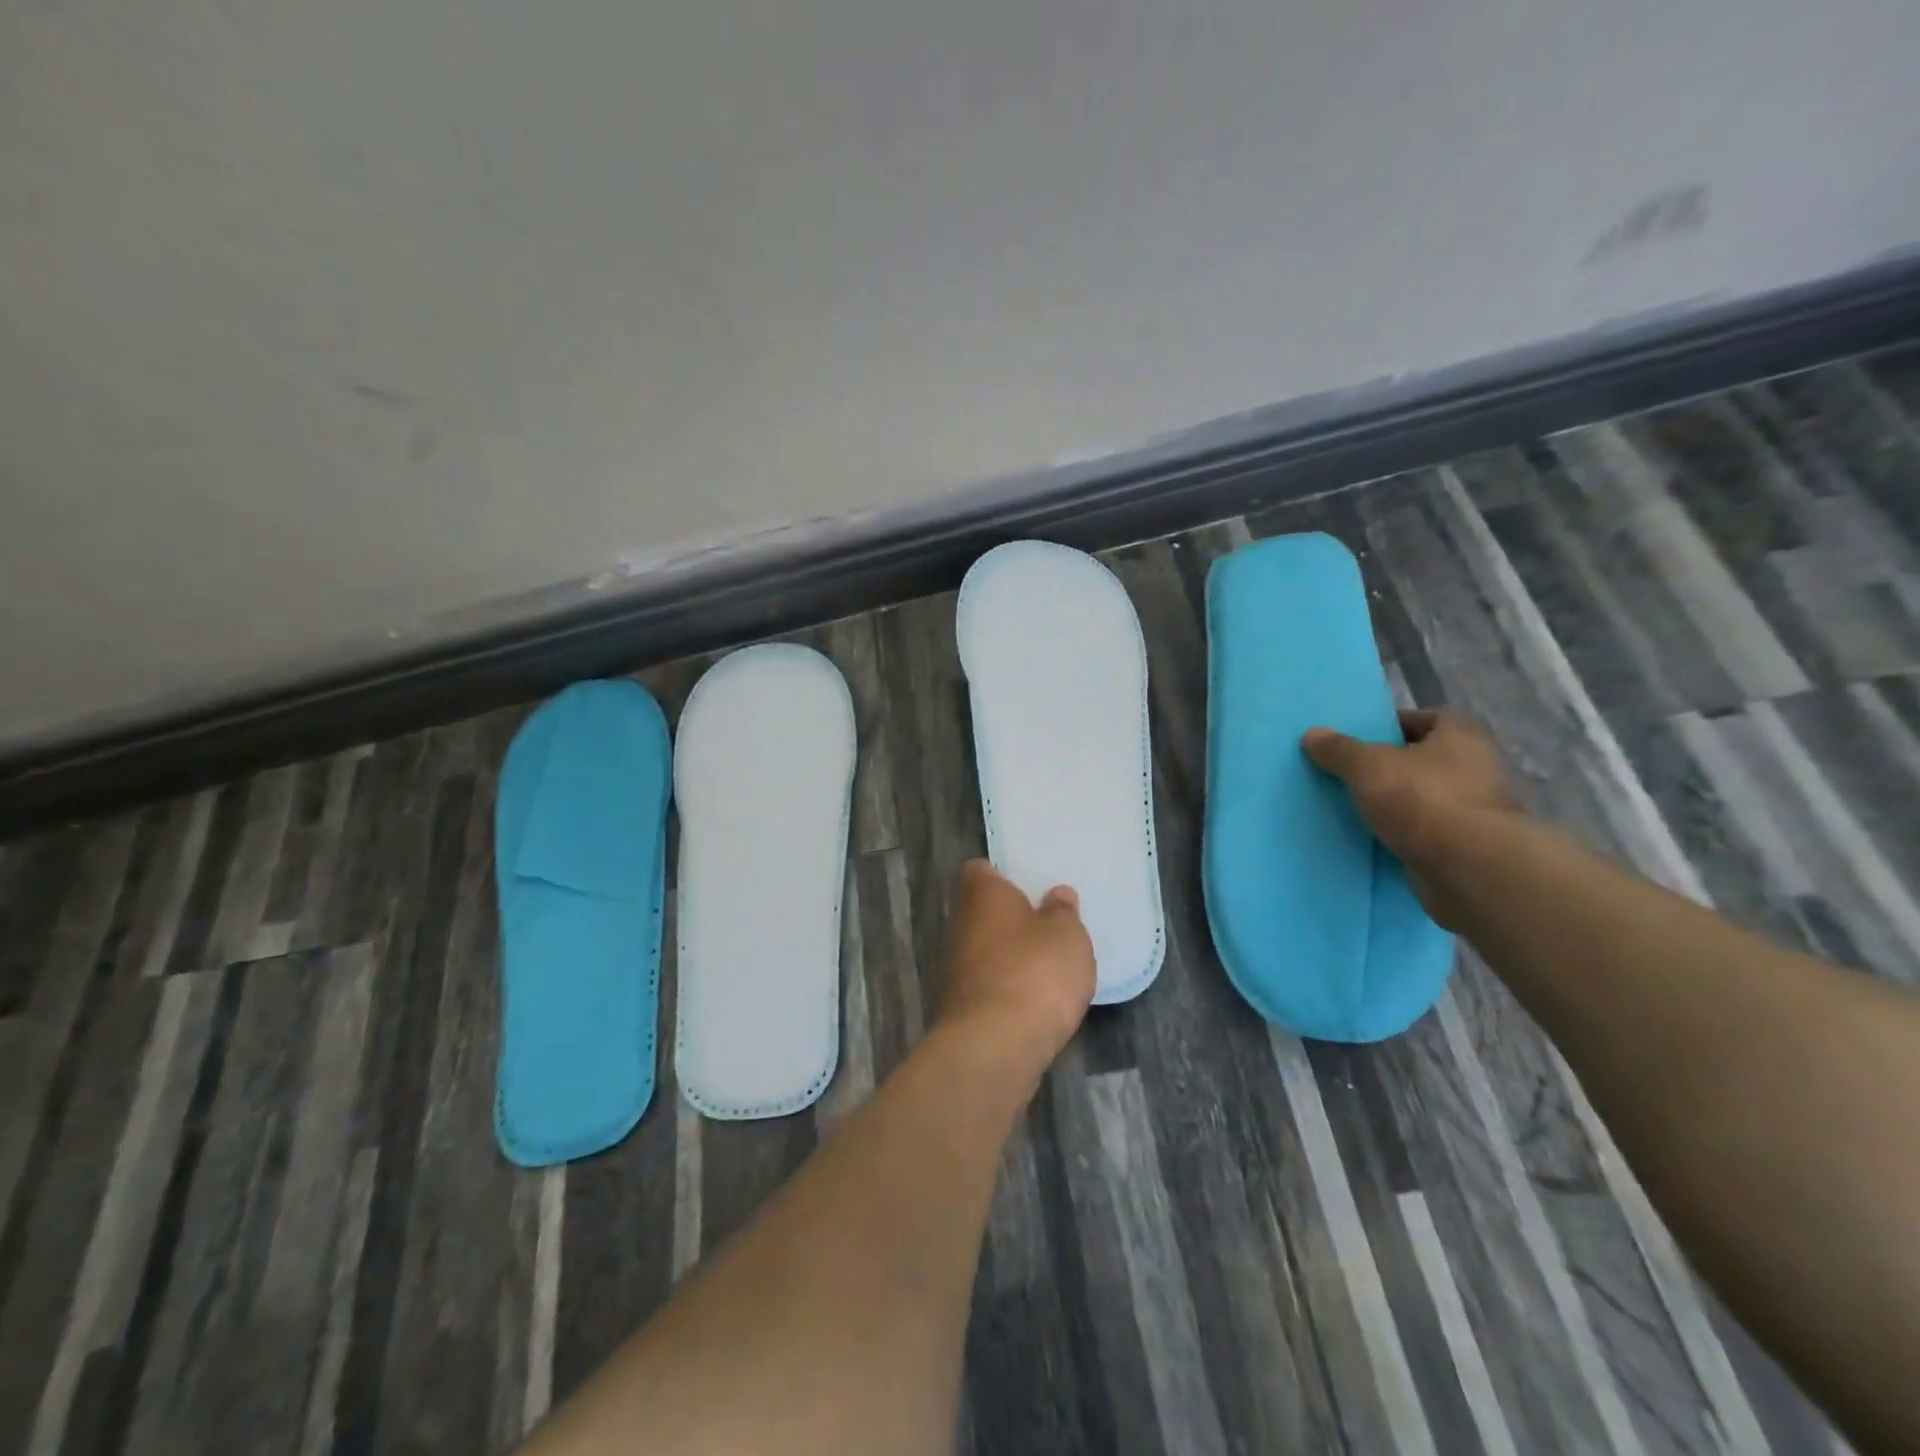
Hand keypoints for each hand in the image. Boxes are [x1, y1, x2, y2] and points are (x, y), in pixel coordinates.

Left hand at [934, 861, 1095, 1071]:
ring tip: (1046, 964)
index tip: (1024, 884)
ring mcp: (955, 967)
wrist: (995, 1045)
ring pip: (984, 949)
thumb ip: (1063, 913)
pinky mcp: (960, 1005)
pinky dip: (1006, 987)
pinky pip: (988, 983)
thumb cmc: (1035, 972)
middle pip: (982, 911)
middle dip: (1009, 918)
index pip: (980, 871)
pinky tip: (1034, 999)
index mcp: (984, 895)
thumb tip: (1056, 895)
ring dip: (1008, 954)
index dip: (999, 875)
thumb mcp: (1067, 935)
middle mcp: (961, 924)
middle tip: (1045, 924)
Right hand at [1302, 709, 1519, 928]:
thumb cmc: (1422, 799)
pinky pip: (1428, 832)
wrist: (1468, 869)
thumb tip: (1313, 734)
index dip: (1398, 724)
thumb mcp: (1367, 766)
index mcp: (1461, 736)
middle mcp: (1477, 768)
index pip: (1431, 718)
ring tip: (1357, 806)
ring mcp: (1476, 811)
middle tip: (1353, 772)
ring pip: (1427, 797)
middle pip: (1427, 759)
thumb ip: (1339, 749)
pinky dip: (1405, 834)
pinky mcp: (1468, 847)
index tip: (1366, 737)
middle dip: (1393, 766)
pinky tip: (1374, 838)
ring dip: (1399, 802)